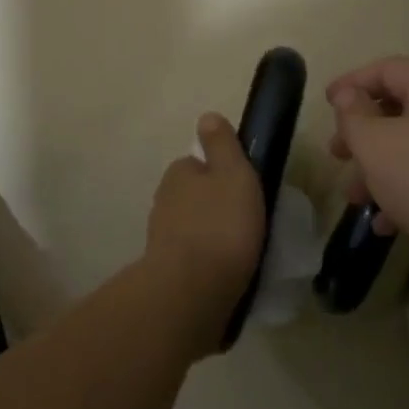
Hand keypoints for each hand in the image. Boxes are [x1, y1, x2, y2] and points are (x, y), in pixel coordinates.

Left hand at [144, 113, 265, 356]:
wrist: (192, 292)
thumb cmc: (221, 225)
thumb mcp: (233, 174)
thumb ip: (222, 145)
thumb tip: (207, 116)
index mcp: (178, 174)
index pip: (198, 164)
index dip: (220, 173)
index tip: (244, 188)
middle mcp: (163, 202)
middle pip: (194, 197)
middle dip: (214, 206)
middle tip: (247, 221)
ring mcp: (162, 240)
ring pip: (192, 229)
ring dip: (210, 236)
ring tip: (241, 252)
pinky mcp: (166, 274)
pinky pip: (192, 260)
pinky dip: (206, 263)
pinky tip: (226, 274)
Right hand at [325, 56, 408, 265]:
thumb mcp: (376, 144)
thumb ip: (354, 116)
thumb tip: (348, 95)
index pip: (387, 69)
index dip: (353, 82)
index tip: (326, 103)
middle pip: (398, 109)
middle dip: (361, 132)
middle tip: (336, 153)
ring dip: (377, 169)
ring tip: (354, 197)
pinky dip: (402, 194)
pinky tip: (385, 224)